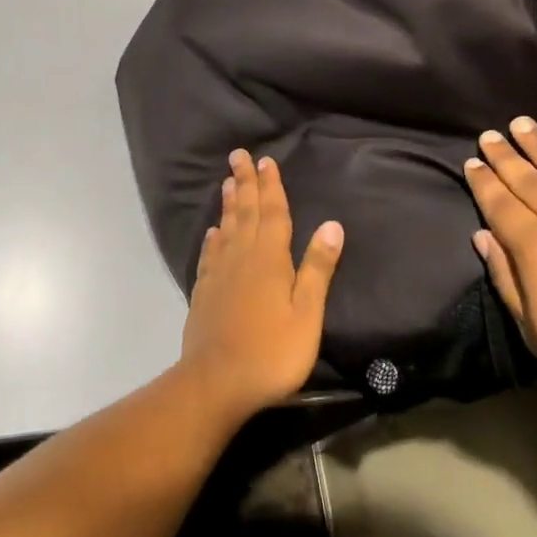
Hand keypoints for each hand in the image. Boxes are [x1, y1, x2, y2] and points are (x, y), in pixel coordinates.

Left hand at [179, 149, 343, 425]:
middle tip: (238, 155)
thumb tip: (332, 225)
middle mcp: (241, 257)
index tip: (266, 160)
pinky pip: (209, 254)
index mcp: (269, 259)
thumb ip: (317, 268)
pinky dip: (212, 238)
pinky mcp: (203, 292)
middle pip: (245, 212)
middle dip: (244, 183)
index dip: (271, 186)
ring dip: (228, 204)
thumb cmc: (272, 351)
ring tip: (227, 182)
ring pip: (225, 228)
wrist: (217, 382)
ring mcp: (218, 274)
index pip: (273, 213)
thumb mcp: (307, 313)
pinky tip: (213, 232)